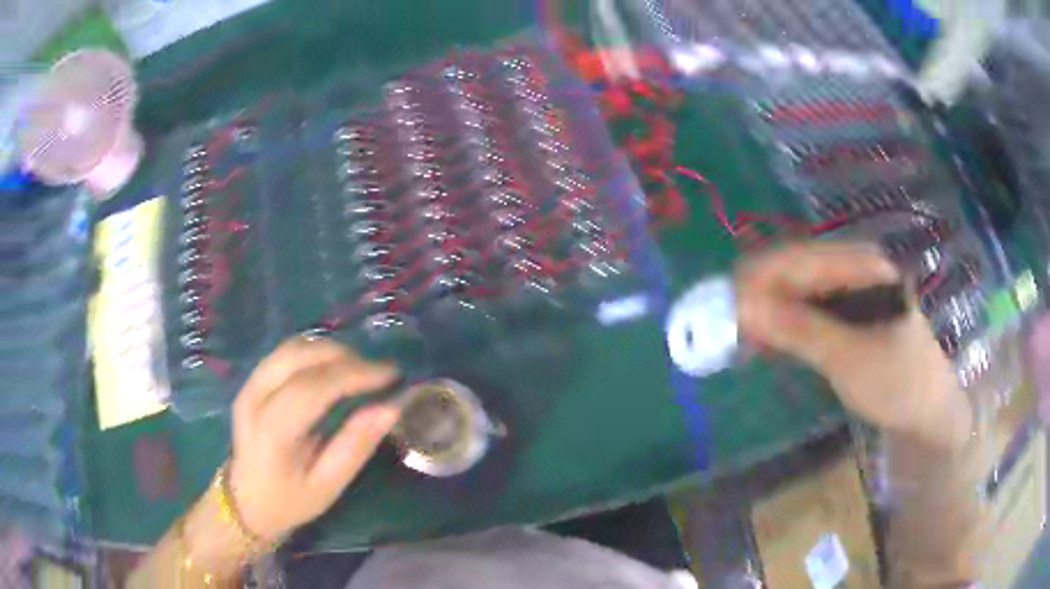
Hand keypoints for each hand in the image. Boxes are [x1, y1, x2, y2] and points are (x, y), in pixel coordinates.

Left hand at [228, 337, 399, 542]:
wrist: (246, 502)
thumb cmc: (290, 500)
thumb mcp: (328, 486)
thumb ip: (356, 445)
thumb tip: (391, 408)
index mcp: (272, 431)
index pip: (314, 386)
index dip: (355, 374)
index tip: (392, 375)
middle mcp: (255, 398)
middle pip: (300, 356)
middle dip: (345, 357)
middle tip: (379, 372)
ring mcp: (249, 385)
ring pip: (292, 347)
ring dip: (330, 351)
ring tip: (360, 368)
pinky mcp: (251, 381)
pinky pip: (285, 353)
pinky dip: (315, 352)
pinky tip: (333, 367)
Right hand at [737, 242, 971, 449]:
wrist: (929, 410)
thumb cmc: (899, 384)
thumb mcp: (849, 359)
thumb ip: (800, 329)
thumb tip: (746, 306)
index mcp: (864, 266)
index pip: (799, 258)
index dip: (758, 278)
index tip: (723, 304)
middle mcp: (856, 268)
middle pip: (795, 270)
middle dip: (759, 295)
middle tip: (725, 326)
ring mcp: (853, 290)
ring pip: (798, 289)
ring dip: (769, 310)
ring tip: (739, 336)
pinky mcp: (848, 313)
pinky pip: (808, 308)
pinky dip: (785, 324)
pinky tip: (766, 341)